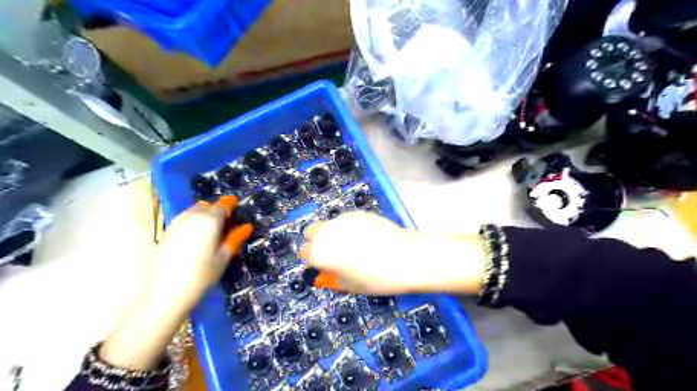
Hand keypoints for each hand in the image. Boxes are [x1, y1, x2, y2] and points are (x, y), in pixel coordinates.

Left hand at [98, 198, 249, 370]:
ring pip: (192, 212)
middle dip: (216, 211)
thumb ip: (234, 239)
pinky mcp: (165, 233)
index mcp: (209, 221)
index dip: (230, 205)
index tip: (235, 208)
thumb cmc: (202, 276)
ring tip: (210, 233)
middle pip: (206, 206)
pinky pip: (183, 221)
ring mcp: (176, 224)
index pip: (222, 206)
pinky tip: (195, 240)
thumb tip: (247, 227)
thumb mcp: (223, 258)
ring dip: (203, 216)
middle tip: (224, 225)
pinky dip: (191, 224)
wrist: (165, 294)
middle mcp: (192, 217)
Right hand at [302, 213, 485, 294]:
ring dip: (333, 233)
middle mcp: (327, 231)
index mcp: (320, 252)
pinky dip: (348, 227)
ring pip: (329, 224)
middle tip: (332, 253)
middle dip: (316, 241)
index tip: (322, 265)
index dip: (312, 260)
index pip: (304, 252)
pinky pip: (345, 220)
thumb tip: (325, 273)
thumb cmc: (376, 278)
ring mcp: (343, 219)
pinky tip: (365, 237)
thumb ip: (331, 277)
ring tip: (352, 245)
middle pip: (310, 232)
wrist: (406, 257)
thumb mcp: (349, 285)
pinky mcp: (358, 212)